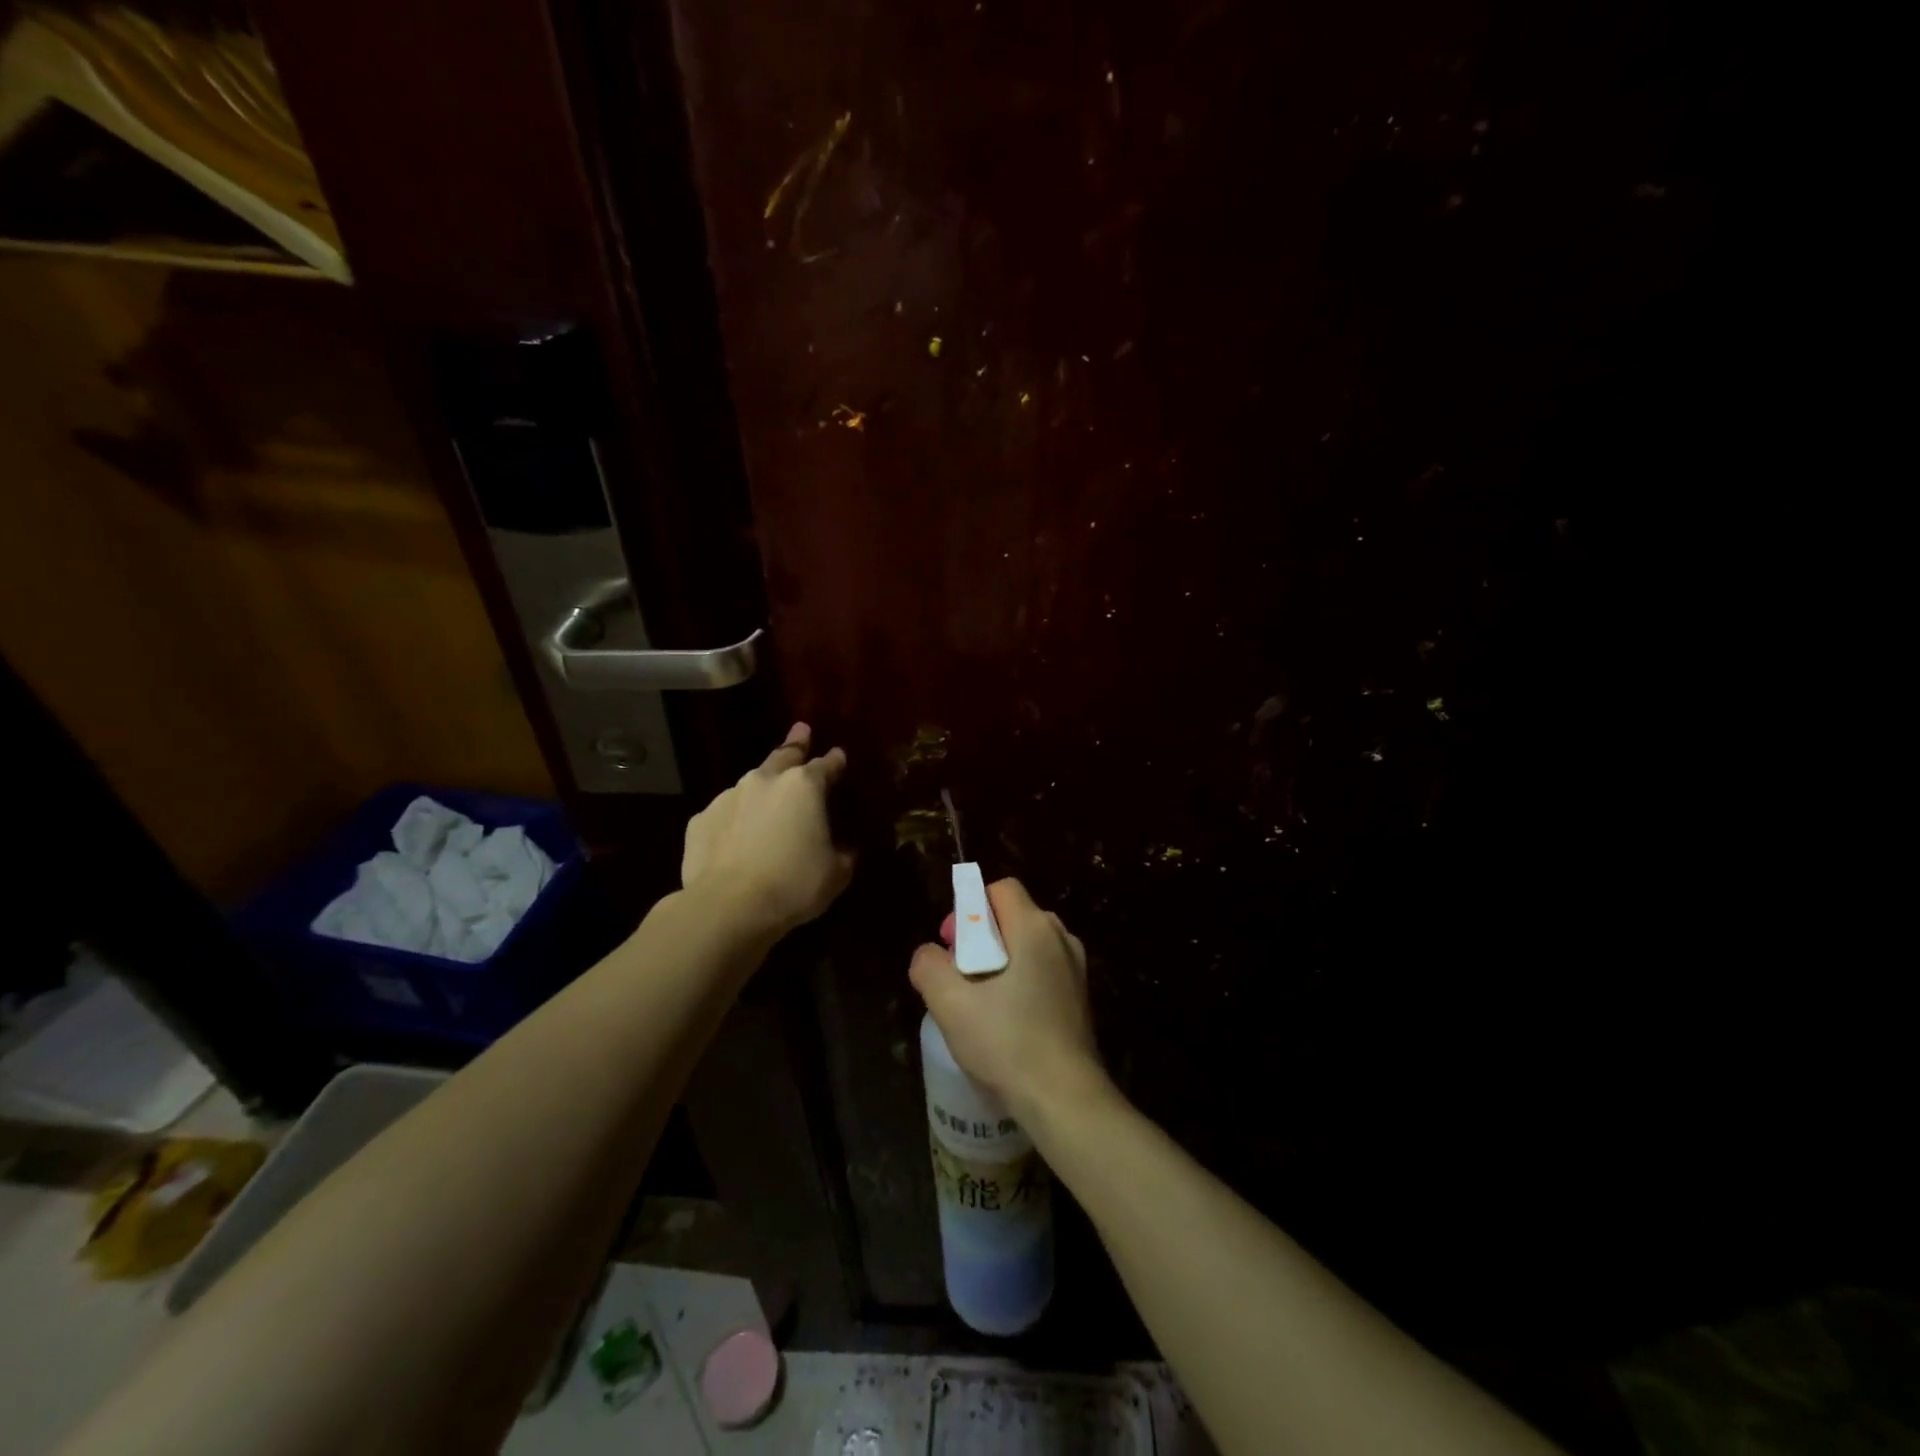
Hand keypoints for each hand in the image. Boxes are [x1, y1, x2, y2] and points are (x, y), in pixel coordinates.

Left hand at [681, 724, 854, 936]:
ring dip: (762, 789)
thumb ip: (843, 853)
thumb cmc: (793, 884)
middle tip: (801, 731)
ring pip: (751, 785)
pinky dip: (734, 820)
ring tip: (767, 801)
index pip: (825, 765)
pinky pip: (725, 814)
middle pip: (783, 756)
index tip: (839, 755)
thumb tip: (845, 850)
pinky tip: (736, 838)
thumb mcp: (836, 873)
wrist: (728, 907)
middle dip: (795, 744)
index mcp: (804, 786)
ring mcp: (728, 797)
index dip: (835, 760)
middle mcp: (765, 781)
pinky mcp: (700, 820)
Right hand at [909, 878, 1108, 1122]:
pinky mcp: (1081, 998)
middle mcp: (1061, 938)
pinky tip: (1007, 1022)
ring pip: (1028, 946)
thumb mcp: (950, 1004)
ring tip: (980, 1003)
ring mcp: (1076, 969)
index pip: (1000, 889)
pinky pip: (1043, 971)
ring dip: (1000, 962)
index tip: (954, 945)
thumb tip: (929, 954)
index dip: (970, 908)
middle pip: (1013, 916)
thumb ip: (929, 966)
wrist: (1066, 1099)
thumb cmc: (1007, 1043)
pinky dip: (1021, 982)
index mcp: (1035, 928)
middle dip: (981, 937)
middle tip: (960, 976)